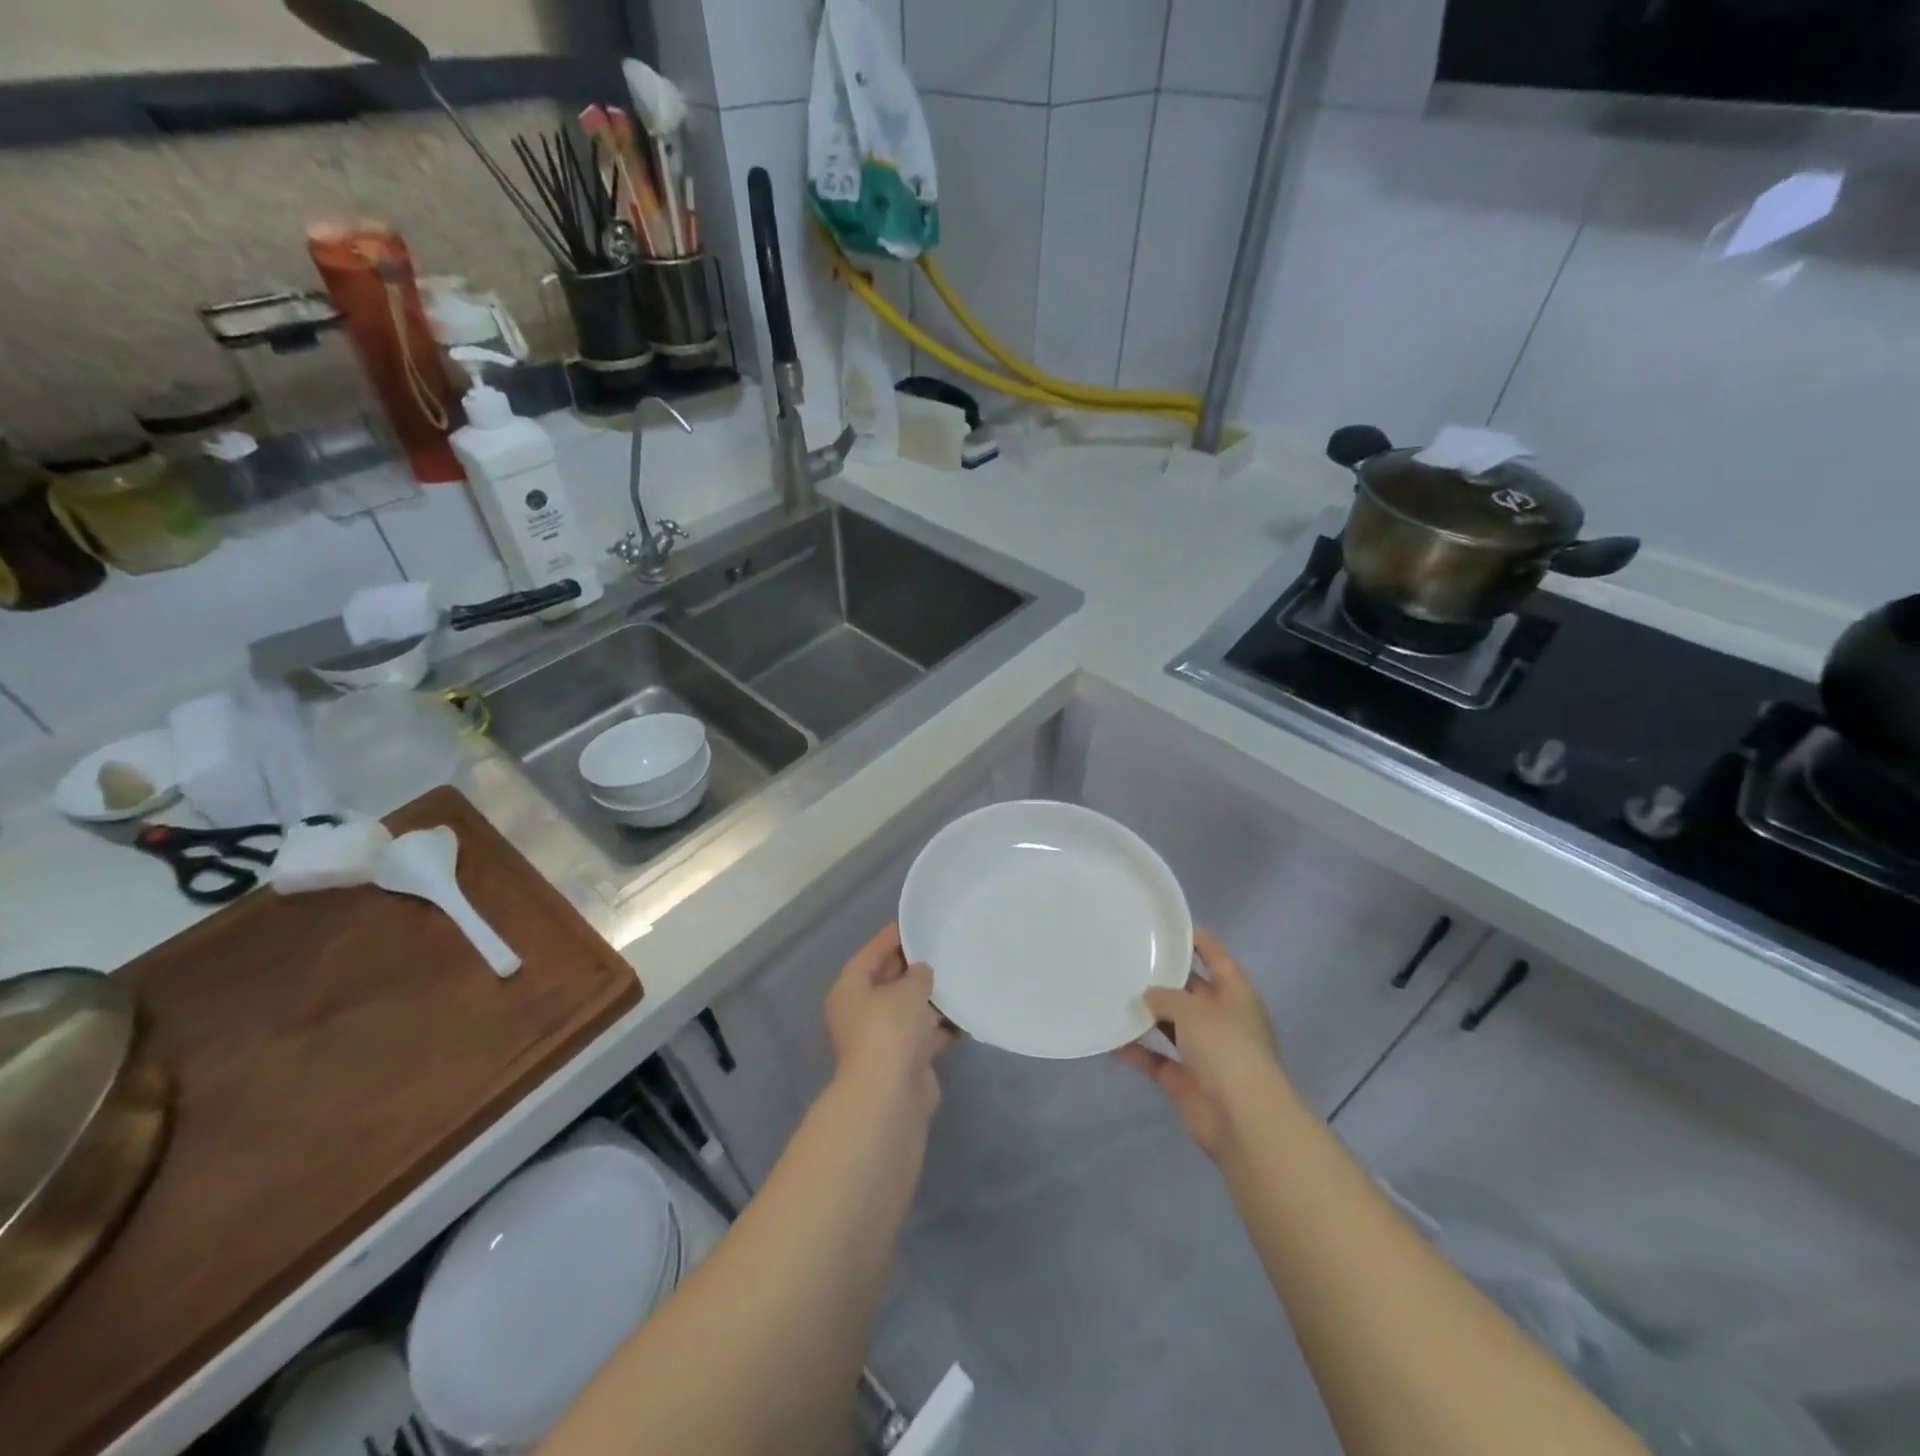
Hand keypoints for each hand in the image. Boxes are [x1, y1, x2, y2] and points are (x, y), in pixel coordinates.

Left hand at [825, 923, 953, 1119]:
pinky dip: (940, 1025)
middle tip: (941, 946)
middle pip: (888, 981)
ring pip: (907, 1009)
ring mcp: (882, 1039)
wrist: (890, 1096)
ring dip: (929, 998)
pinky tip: (964, 1011)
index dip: (891, 938)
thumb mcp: (907, 990)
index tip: (915, 923)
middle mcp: (861, 1012)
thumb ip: (918, 974)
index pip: (870, 954)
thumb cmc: (890, 1029)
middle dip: (913, 967)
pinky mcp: (904, 1061)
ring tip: (957, 975)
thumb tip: (922, 971)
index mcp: (850, 989)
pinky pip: (924, 1034)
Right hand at [1117, 928, 1292, 1160]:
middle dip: (1164, 978)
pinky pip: (1157, 1060)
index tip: (1168, 924)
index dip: (1197, 939)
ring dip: (1147, 1015)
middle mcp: (1222, 1020)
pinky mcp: (1187, 1080)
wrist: (1242, 1120)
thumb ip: (1167, 996)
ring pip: (1172, 1025)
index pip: (1216, 957)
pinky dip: (1137, 1052)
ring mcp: (1206, 1052)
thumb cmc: (1226, 1049)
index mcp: (1235, 995)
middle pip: (1191, 991)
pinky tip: (1110, 1040)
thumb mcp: (1193, 1009)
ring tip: (1114, 994)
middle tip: (1128, 957)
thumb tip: (1148, 995)